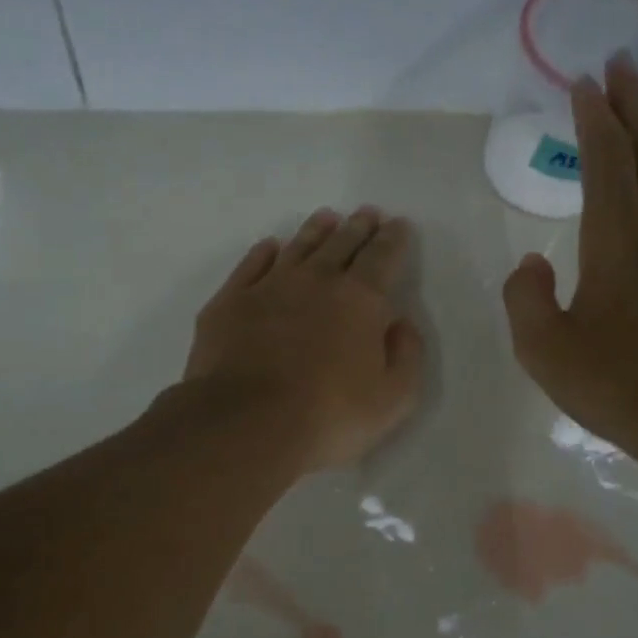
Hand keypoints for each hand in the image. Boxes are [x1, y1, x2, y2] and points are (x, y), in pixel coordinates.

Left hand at [184, 206, 423, 472]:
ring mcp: (269, 287)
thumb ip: (407, 356)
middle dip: (358, 228)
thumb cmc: (330, 416)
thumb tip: (400, 324)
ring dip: (315, 231)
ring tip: (326, 219)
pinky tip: (270, 247)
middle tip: (366, 214)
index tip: (398, 225)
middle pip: (341, 244)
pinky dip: (263, 253)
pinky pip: (251, 265)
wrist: (248, 423)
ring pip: (298, 247)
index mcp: (360, 301)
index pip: (382, 258)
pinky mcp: (230, 303)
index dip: (393, 240)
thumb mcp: (393, 399)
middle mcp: (316, 281)